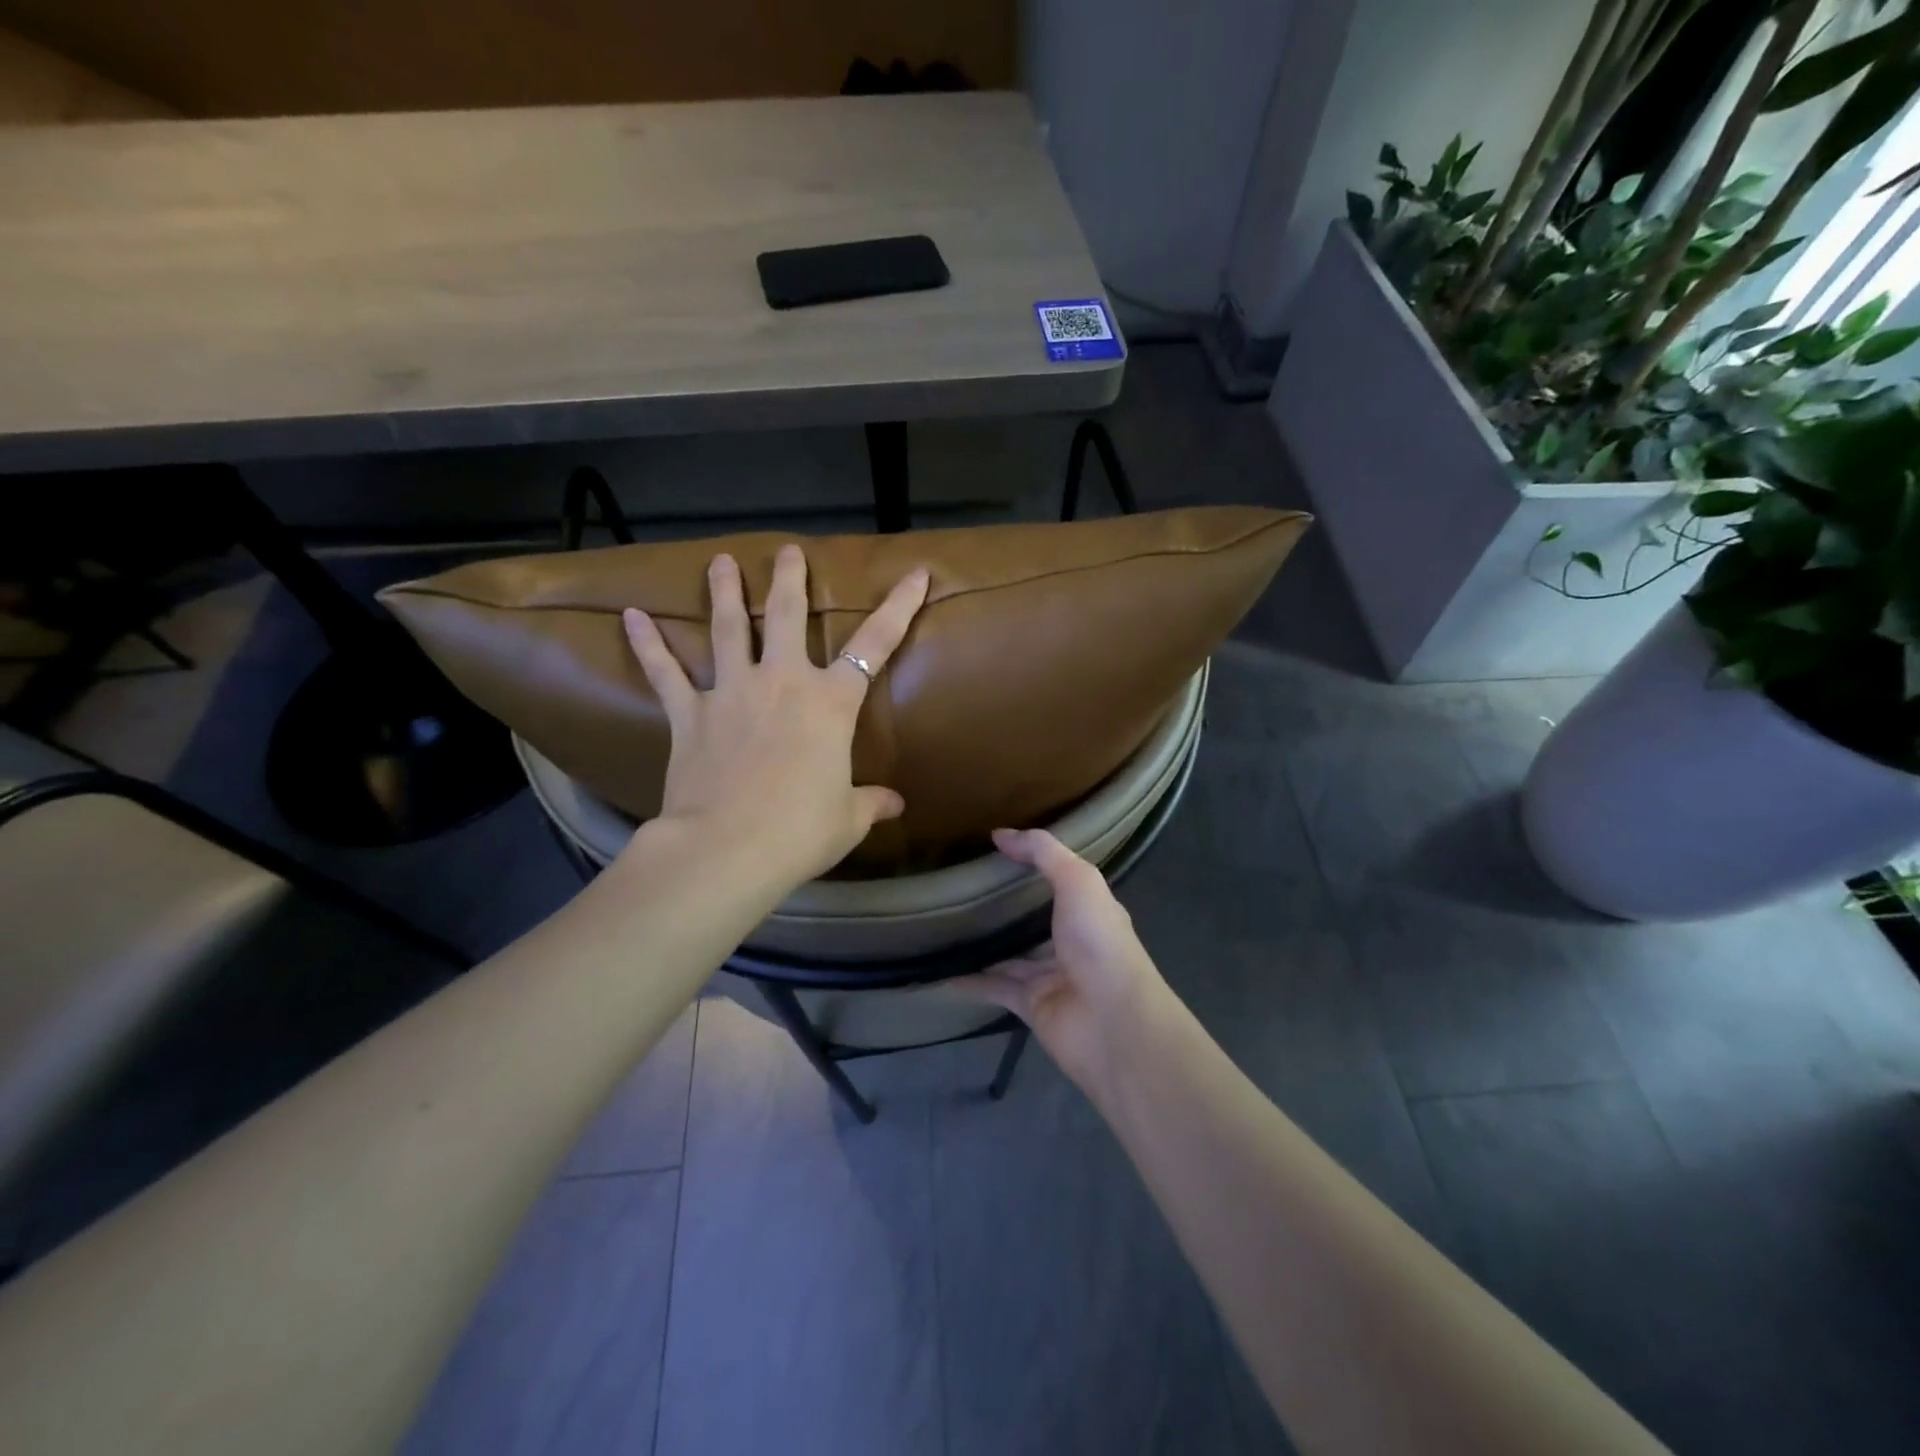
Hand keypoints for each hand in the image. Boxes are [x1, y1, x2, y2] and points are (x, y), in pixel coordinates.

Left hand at [619, 544, 928, 893]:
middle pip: (788, 615)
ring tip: (720, 562)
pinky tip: (632, 615)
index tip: (916, 572)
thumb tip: (896, 805)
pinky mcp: (690, 714)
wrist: (727, 850)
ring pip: (729, 629)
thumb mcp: (847, 820)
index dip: (899, 606)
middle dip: (790, 579)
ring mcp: (732, 693)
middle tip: (787, 551)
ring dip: (725, 592)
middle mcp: (783, 683)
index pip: (876, 644)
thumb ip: (871, 803)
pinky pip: (665, 672)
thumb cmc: (799, 832)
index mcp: (831, 703)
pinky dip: (648, 644)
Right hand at [953, 828, 1177, 1090]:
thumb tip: (1000, 833)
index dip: (1033, 863)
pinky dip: (969, 980)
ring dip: (983, 942)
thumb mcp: (1077, 880)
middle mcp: (1072, 941)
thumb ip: (1043, 852)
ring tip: (944, 923)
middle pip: (1033, 919)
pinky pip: (994, 988)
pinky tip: (940, 969)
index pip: (1060, 880)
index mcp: (1089, 910)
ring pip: (1010, 954)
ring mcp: (1050, 975)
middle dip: (1004, 904)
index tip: (995, 846)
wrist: (1112, 1023)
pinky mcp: (1030, 1005)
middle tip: (962, 884)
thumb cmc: (1099, 942)